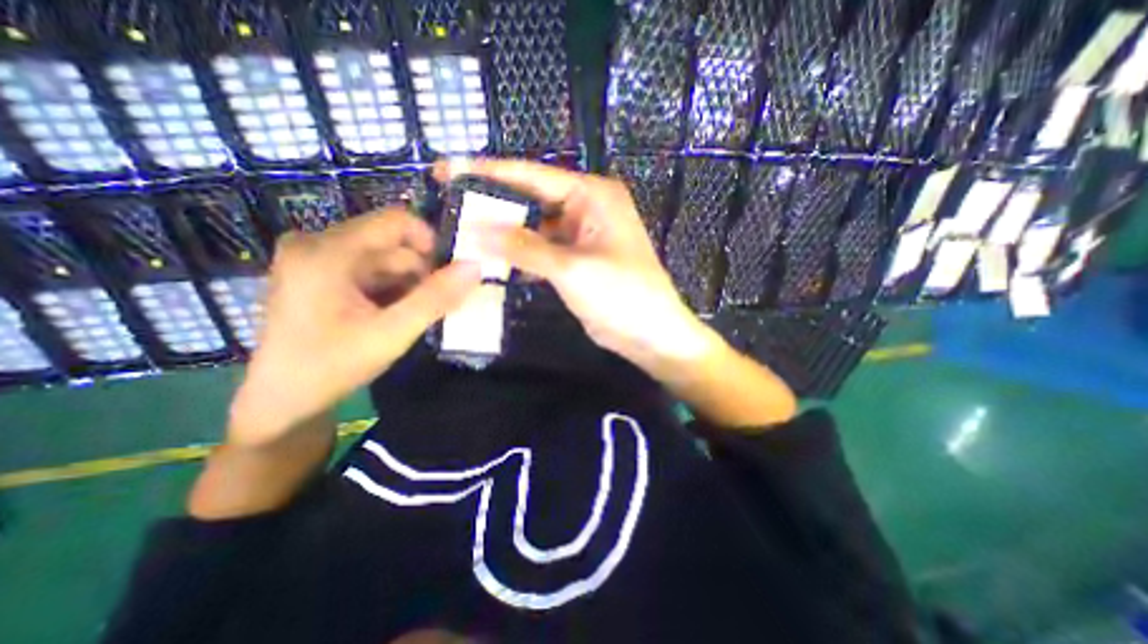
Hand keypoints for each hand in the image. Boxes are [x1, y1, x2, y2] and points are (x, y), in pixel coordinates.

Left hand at [230, 208, 480, 444]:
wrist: (282, 400)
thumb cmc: (332, 366)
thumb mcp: (392, 333)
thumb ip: (436, 298)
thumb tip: (475, 267)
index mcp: (328, 251)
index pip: (396, 221)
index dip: (431, 243)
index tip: (447, 275)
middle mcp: (316, 243)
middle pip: (391, 243)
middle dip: (419, 273)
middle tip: (431, 307)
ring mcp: (314, 258)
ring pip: (383, 258)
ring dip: (406, 284)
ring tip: (409, 316)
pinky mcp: (317, 272)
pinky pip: (369, 269)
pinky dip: (390, 288)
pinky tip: (390, 314)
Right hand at [436, 157, 713, 366]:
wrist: (650, 333)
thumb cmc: (622, 295)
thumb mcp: (572, 269)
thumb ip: (524, 248)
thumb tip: (475, 230)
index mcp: (592, 195)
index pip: (532, 175)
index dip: (487, 172)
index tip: (446, 169)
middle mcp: (586, 207)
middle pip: (531, 199)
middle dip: (493, 204)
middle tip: (450, 205)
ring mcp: (581, 235)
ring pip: (535, 226)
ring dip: (505, 232)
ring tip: (463, 233)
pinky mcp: (577, 259)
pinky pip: (542, 249)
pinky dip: (520, 254)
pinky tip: (494, 259)